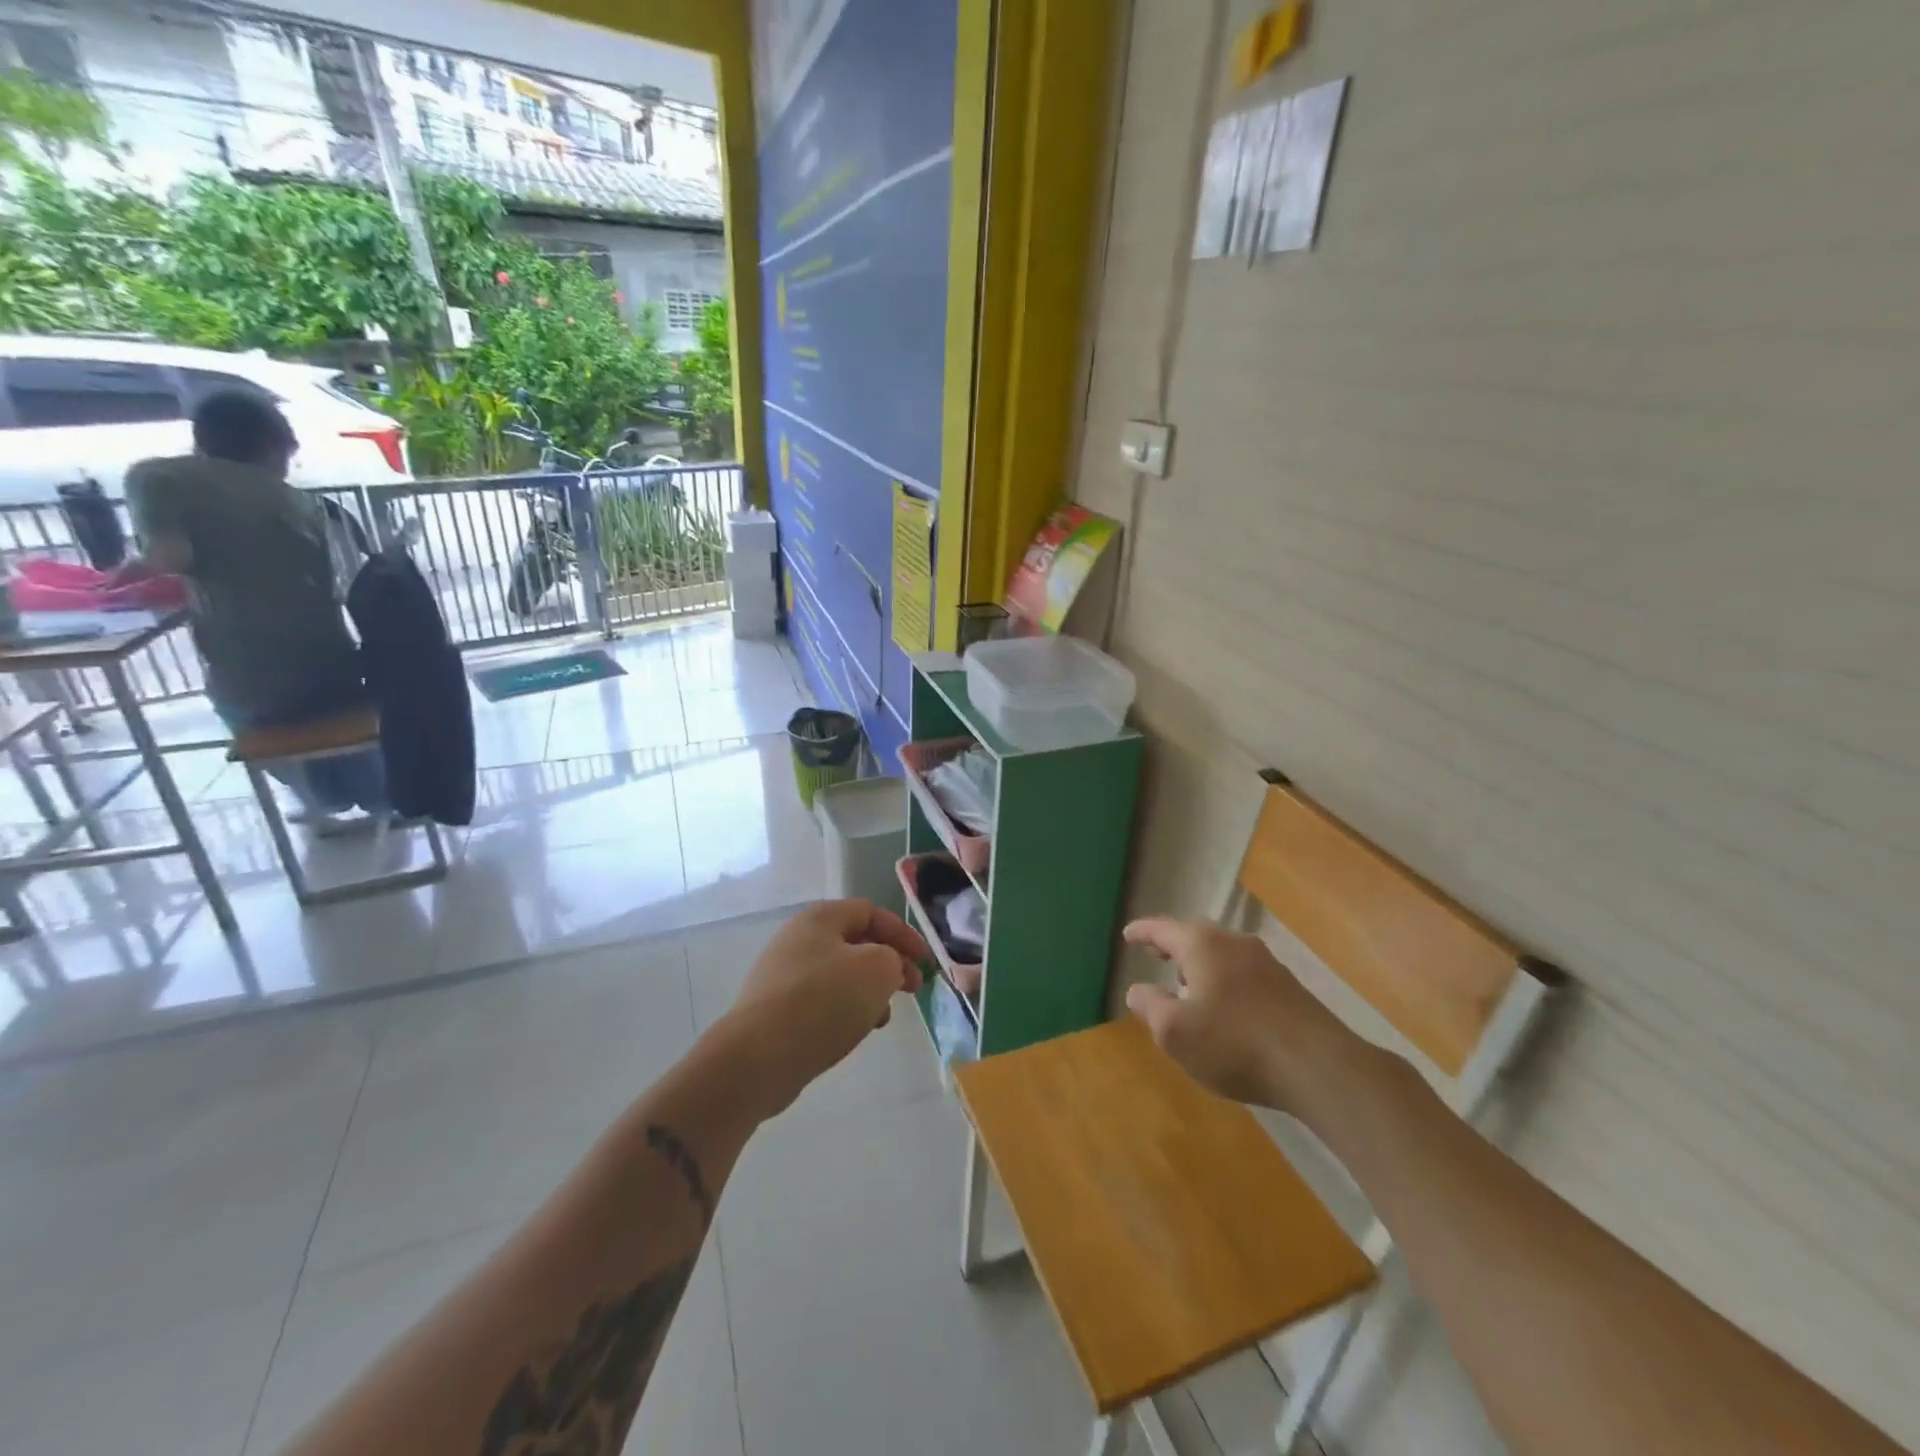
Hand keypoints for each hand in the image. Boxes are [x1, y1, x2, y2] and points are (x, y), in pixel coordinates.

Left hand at [715, 900, 927, 1118]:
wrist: (758, 1057)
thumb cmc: (823, 1002)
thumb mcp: (877, 969)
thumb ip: (893, 958)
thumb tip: (884, 967)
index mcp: (820, 918)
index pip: (871, 912)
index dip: (903, 934)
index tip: (925, 963)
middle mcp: (798, 938)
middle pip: (856, 942)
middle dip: (889, 963)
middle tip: (911, 988)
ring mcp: (782, 974)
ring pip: (840, 973)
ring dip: (869, 990)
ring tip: (883, 1017)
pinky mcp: (775, 1008)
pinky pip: (821, 1000)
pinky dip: (845, 1009)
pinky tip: (854, 1031)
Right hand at [1123, 917, 1362, 1116]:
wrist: (1319, 1067)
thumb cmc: (1234, 1044)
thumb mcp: (1175, 1032)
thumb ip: (1151, 1007)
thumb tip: (1137, 990)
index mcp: (1202, 945)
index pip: (1163, 929)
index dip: (1142, 932)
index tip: (1127, 935)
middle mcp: (1234, 943)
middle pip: (1195, 936)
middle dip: (1173, 945)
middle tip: (1155, 953)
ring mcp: (1266, 963)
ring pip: (1222, 954)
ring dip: (1200, 964)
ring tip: (1186, 985)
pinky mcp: (1288, 986)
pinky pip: (1243, 972)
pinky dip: (1224, 979)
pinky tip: (1224, 1007)